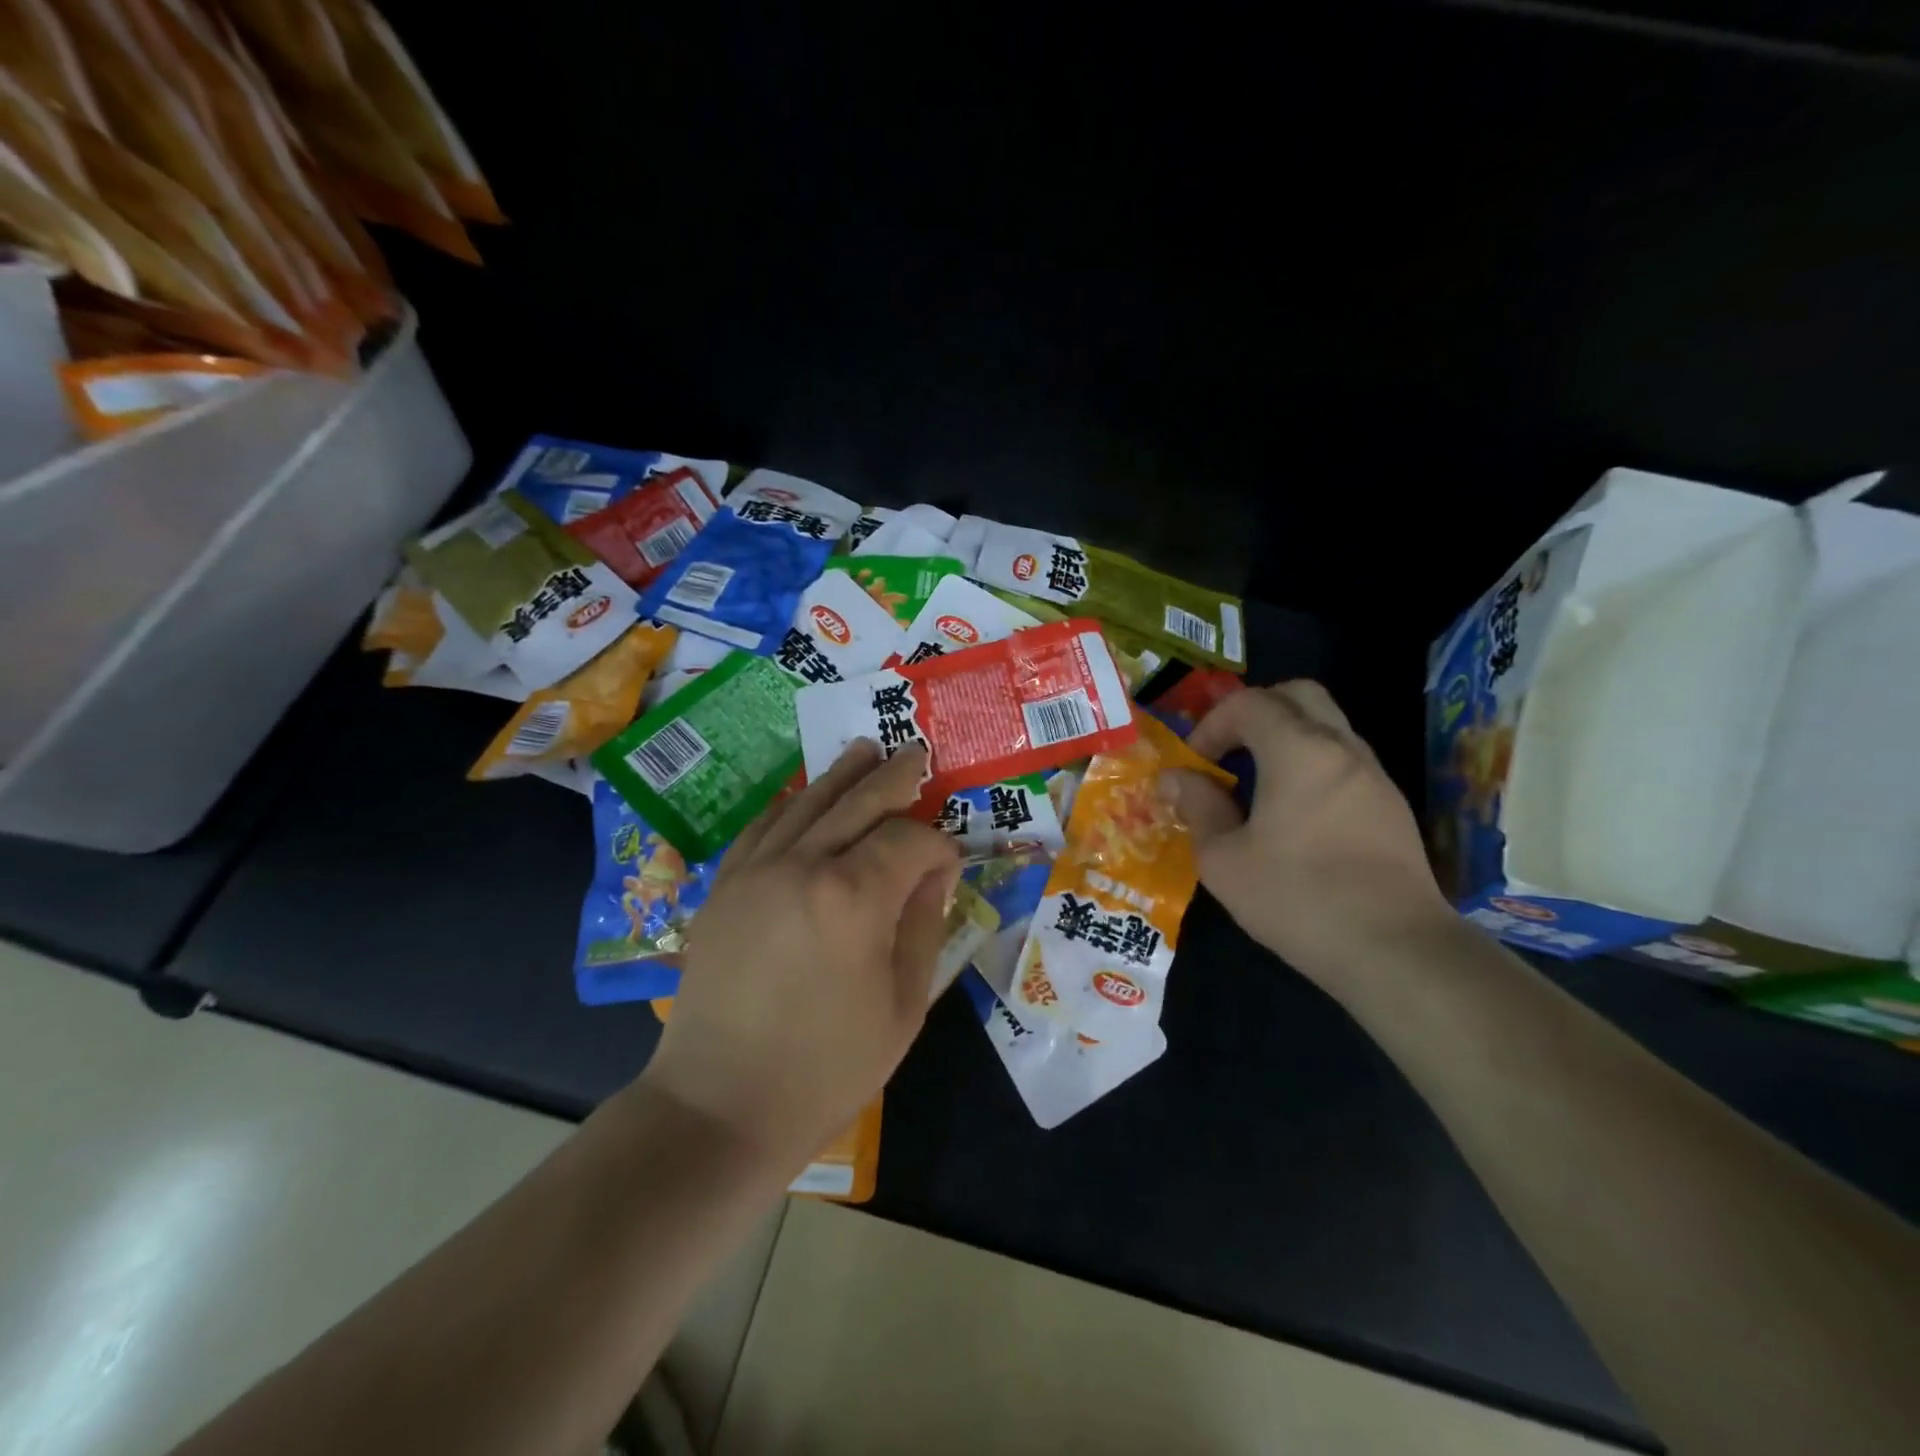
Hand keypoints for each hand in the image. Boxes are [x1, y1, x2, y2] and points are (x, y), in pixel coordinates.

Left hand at [638, 741, 960, 1169]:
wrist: (720, 1105)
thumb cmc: (826, 1068)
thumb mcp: (903, 1005)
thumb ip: (923, 925)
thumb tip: (933, 873)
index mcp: (854, 898)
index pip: (909, 841)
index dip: (938, 847)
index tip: (950, 866)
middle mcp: (803, 865)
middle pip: (859, 803)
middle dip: (895, 777)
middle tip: (917, 753)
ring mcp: (756, 871)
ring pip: (809, 803)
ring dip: (842, 775)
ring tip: (866, 750)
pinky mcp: (725, 886)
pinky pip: (763, 826)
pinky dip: (791, 804)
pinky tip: (806, 794)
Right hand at [1160, 681, 1451, 986]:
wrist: (1395, 950)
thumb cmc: (1297, 897)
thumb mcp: (1224, 859)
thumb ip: (1197, 807)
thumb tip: (1176, 778)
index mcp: (1298, 751)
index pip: (1250, 703)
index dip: (1212, 724)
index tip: (1196, 763)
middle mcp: (1342, 749)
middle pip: (1299, 696)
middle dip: (1255, 712)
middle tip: (1228, 752)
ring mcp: (1374, 777)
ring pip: (1326, 727)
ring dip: (1285, 740)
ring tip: (1255, 787)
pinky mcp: (1391, 808)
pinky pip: (1343, 762)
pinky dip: (1311, 766)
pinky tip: (1294, 817)